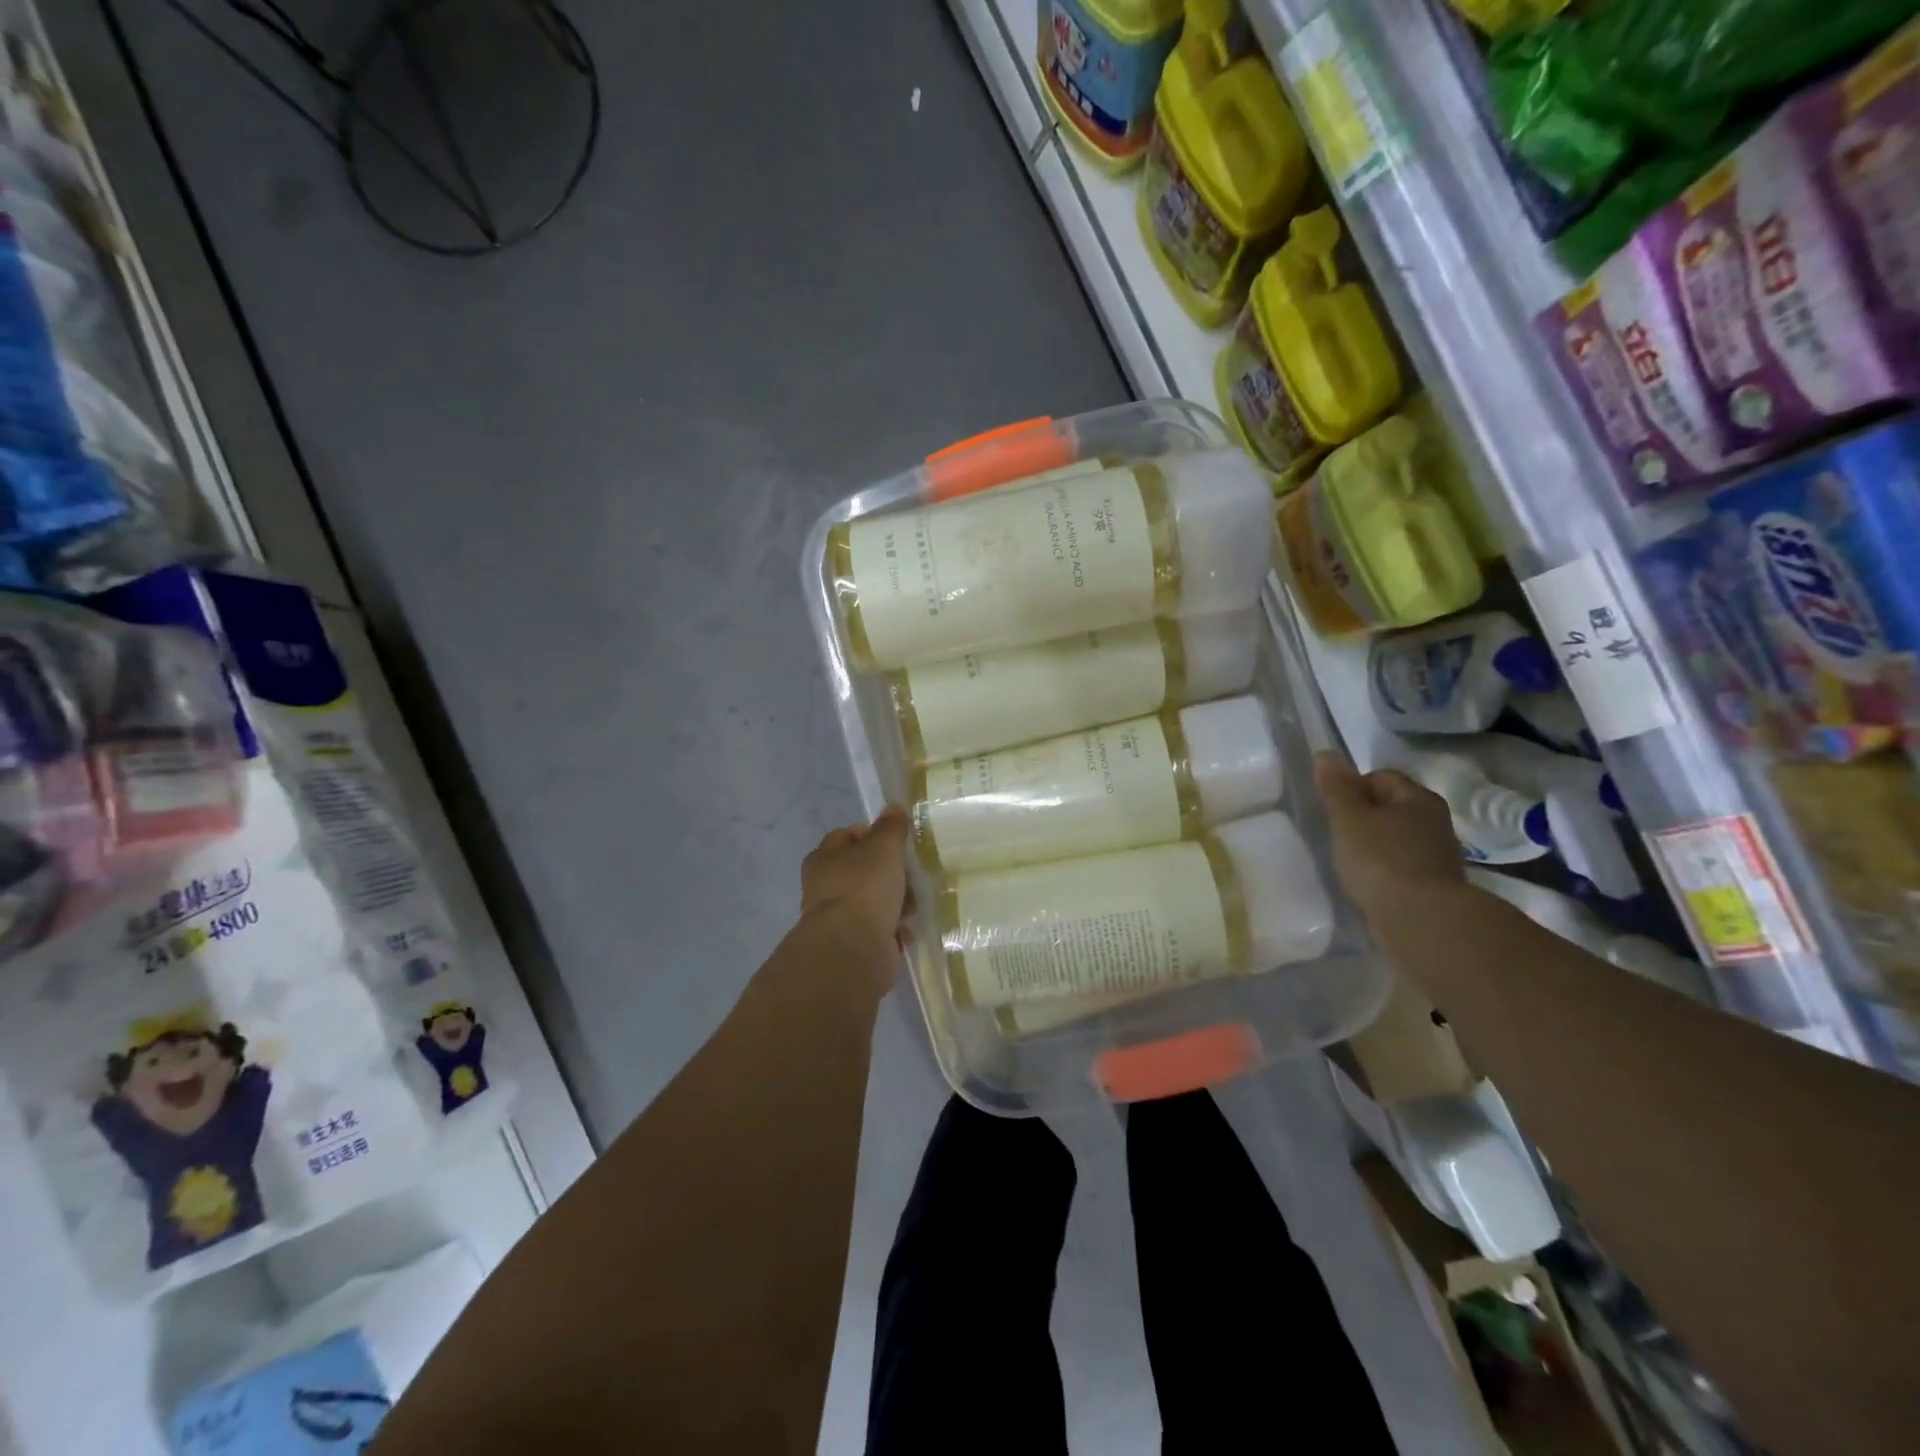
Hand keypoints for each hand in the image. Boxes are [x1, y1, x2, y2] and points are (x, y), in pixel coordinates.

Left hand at [800, 805, 913, 951]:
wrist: (853, 948)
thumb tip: (893, 807)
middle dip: (887, 872)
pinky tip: (906, 929)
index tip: (894, 842)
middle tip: (908, 874)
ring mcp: (837, 917)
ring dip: (893, 902)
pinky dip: (892, 929)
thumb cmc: (865, 887)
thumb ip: (891, 827)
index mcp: (824, 858)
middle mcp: (825, 886)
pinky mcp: (852, 943)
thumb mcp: (883, 847)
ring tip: (912, 905)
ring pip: (872, 900)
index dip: (869, 834)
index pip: (845, 836)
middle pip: (861, 869)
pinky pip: (878, 929)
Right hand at [1314, 752, 1465, 928]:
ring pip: (1397, 839)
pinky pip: (1401, 867)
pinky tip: (1368, 884)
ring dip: (1374, 846)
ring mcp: (1438, 855)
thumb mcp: (1348, 819)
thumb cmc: (1381, 860)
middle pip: (1391, 807)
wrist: (1422, 921)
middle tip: (1337, 835)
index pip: (1381, 777)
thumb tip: (1326, 753)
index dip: (1353, 788)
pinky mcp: (1434, 886)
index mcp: (1417, 797)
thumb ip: (1336, 788)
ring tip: (1350, 862)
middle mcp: (1435, 821)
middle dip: (1364, 817)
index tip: (1333, 810)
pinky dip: (1384, 871)